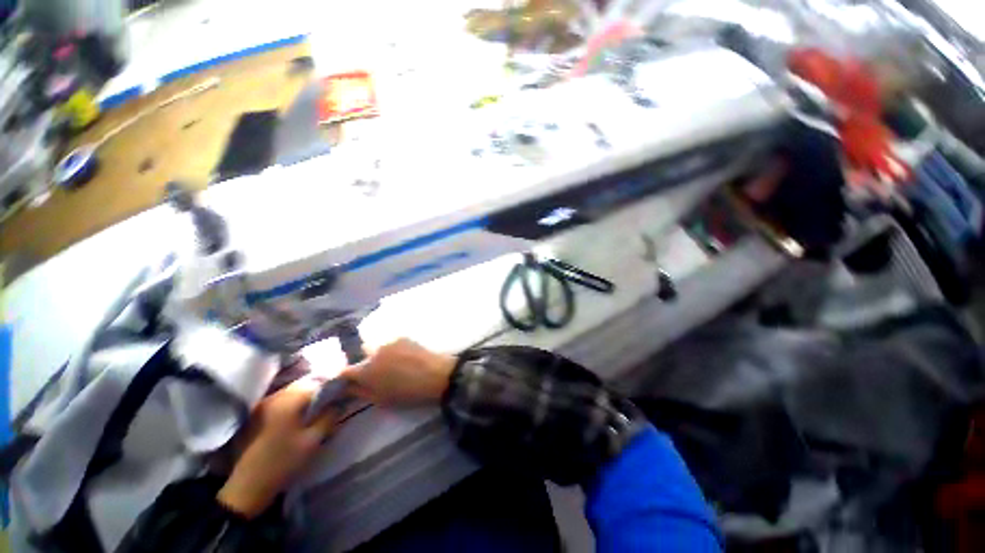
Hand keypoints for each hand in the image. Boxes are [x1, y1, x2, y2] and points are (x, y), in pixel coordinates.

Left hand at [218, 378, 336, 517]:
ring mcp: (263, 405)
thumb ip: (329, 417)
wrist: (247, 487)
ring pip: (293, 391)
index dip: (334, 385)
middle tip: (335, 398)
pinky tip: (302, 414)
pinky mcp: (257, 415)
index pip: (318, 382)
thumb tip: (339, 403)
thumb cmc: (283, 462)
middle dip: (321, 389)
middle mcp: (274, 396)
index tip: (346, 391)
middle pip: (304, 384)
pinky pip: (282, 400)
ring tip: (320, 406)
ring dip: (308, 396)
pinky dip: (295, 402)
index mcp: (289, 400)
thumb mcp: (312, 441)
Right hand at [341, 338, 456, 405]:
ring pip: (378, 347)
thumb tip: (348, 387)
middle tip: (379, 372)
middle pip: (362, 355)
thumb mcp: (381, 399)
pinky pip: (392, 342)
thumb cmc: (408, 393)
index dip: (346, 377)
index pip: (345, 371)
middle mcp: (373, 352)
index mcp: (365, 371)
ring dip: (381, 354)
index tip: (351, 381)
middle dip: (366, 362)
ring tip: (395, 363)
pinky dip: (394, 348)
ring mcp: (389, 342)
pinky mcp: (403, 337)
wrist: (436, 375)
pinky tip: (405, 356)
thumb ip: (361, 392)